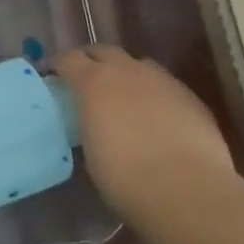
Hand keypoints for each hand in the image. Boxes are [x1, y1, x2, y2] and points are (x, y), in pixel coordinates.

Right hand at [55, 45, 237, 227]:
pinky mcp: (191, 98)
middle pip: (104, 51)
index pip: (69, 59)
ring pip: (139, 65)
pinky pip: (165, 86)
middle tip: (85, 79)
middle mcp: (128, 72)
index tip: (52, 76)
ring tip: (124, 97)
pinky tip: (157, 118)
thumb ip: (89, 123)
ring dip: (127, 74)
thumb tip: (93, 121)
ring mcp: (163, 81)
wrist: (187, 192)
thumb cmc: (125, 177)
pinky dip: (154, 95)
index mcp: (94, 82)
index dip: (58, 66)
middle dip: (92, 60)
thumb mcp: (91, 149)